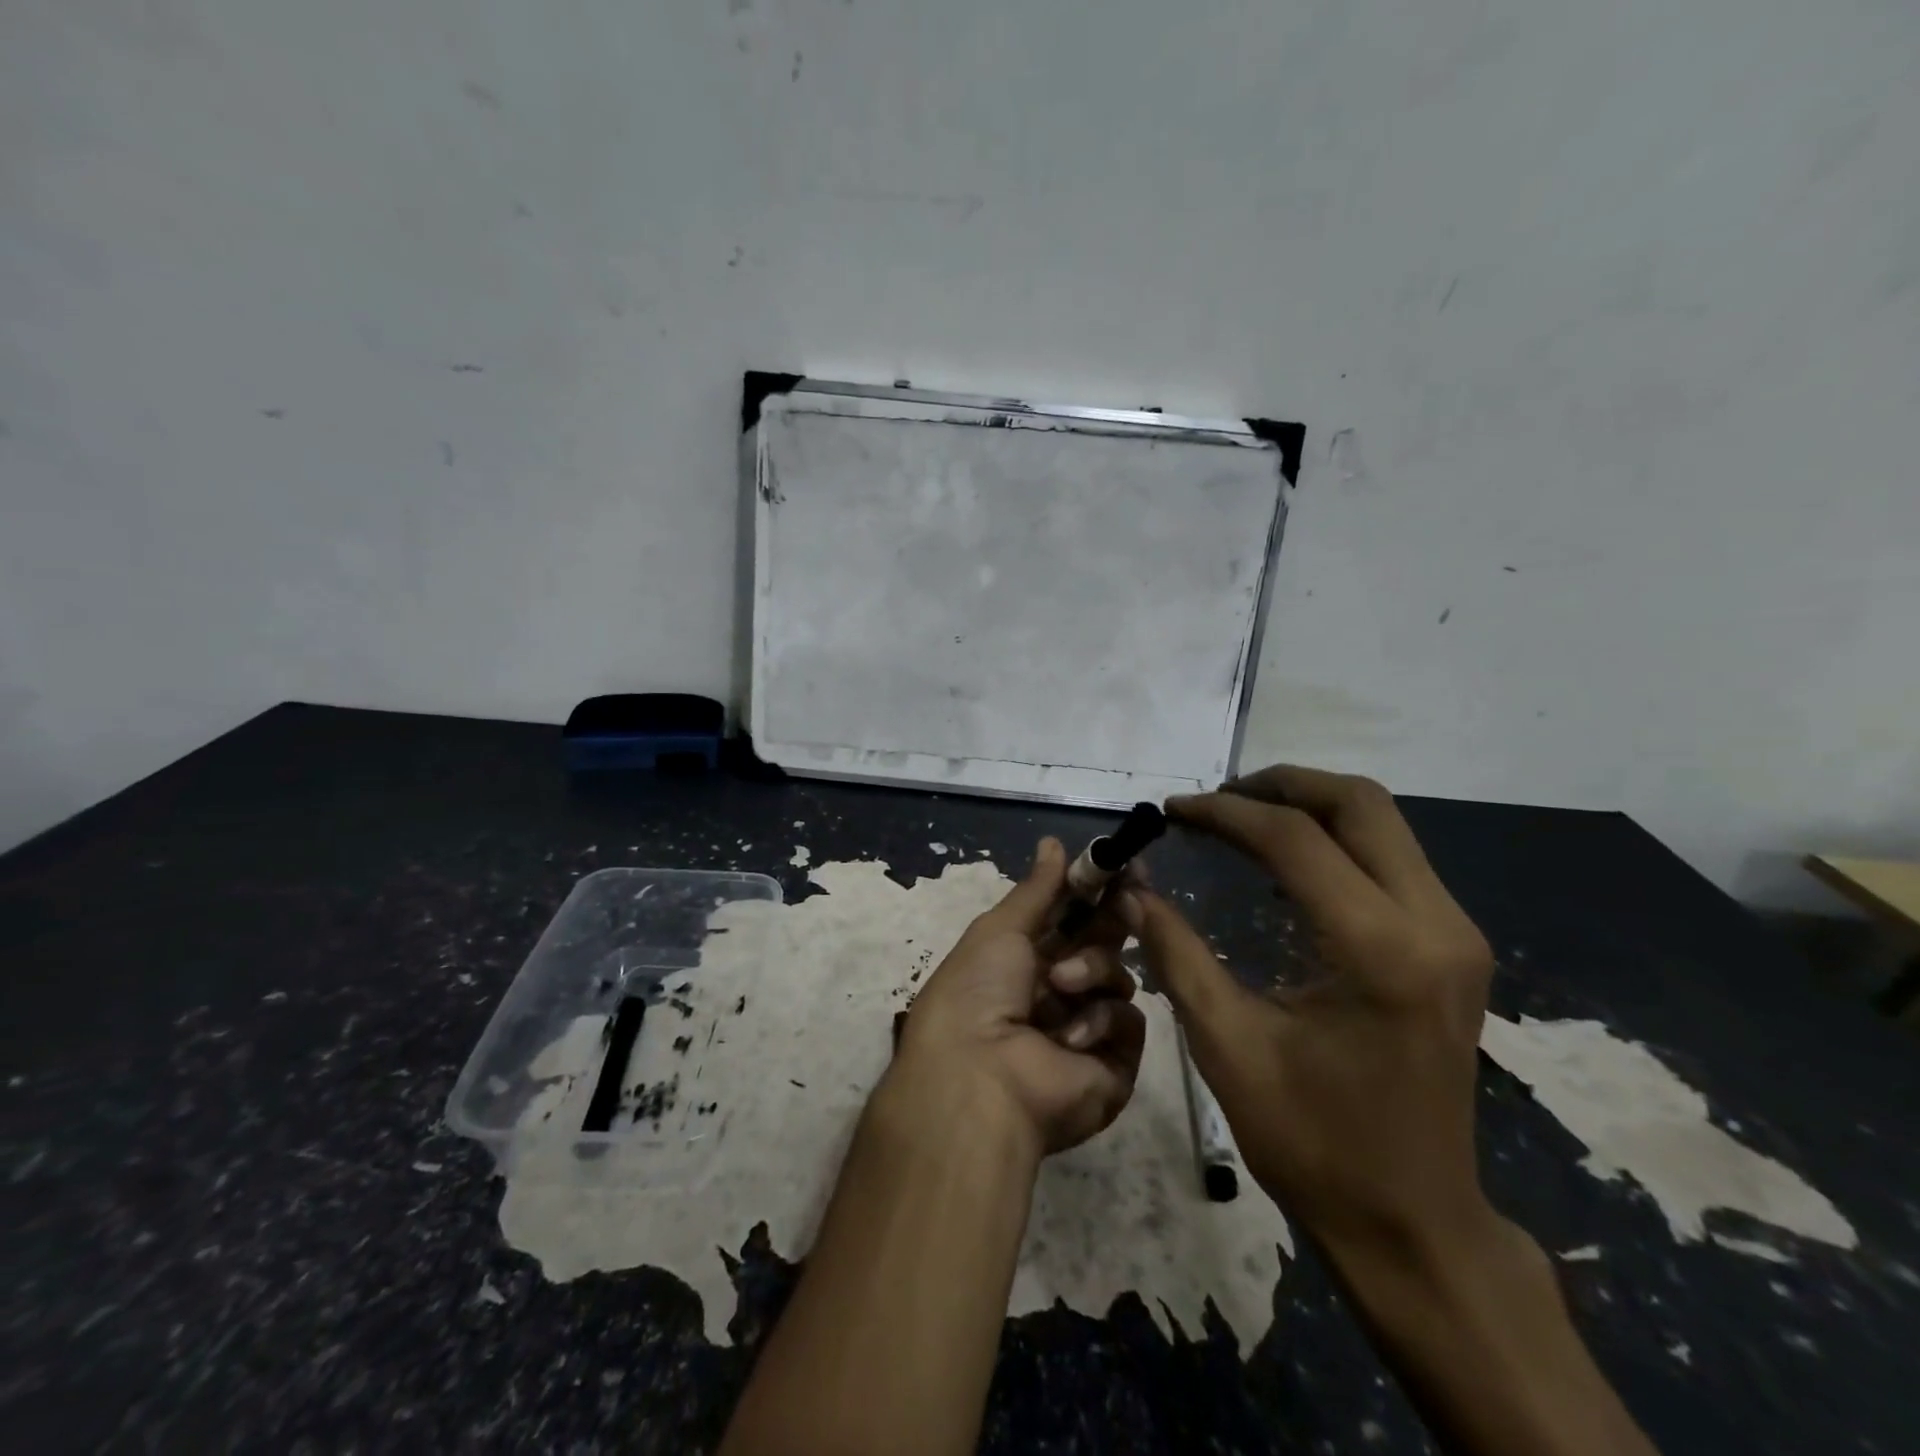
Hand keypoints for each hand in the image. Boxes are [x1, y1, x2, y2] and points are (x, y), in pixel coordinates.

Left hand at [892, 837, 1146, 1156]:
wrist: (980, 1077)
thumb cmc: (978, 990)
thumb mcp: (1001, 929)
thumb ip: (1038, 888)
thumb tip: (1054, 841)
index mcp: (1026, 959)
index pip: (1073, 916)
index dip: (1096, 890)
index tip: (1122, 864)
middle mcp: (1058, 991)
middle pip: (1103, 943)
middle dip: (1112, 919)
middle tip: (1127, 896)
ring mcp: (1087, 1028)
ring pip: (1118, 977)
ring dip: (1092, 972)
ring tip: (1060, 986)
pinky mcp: (1113, 1065)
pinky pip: (1129, 1023)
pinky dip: (1101, 1021)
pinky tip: (1069, 1036)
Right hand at [1123, 766, 1495, 1261]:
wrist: (1415, 1223)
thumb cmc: (1313, 1142)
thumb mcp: (1227, 1044)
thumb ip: (1176, 952)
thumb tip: (1131, 887)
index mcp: (1378, 951)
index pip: (1295, 839)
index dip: (1225, 813)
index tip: (1174, 811)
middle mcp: (1434, 925)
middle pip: (1359, 804)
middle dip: (1279, 786)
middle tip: (1214, 801)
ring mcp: (1456, 933)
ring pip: (1383, 823)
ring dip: (1308, 807)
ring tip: (1240, 819)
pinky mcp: (1455, 947)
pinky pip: (1393, 858)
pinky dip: (1334, 839)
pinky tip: (1285, 860)